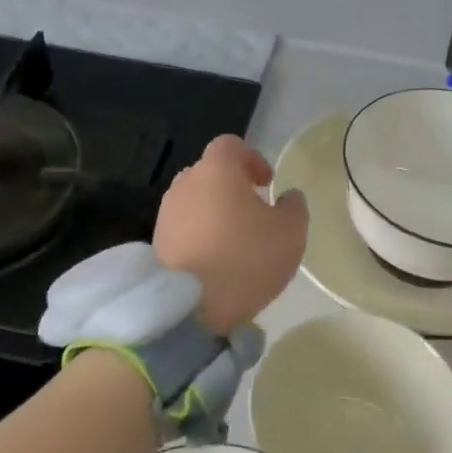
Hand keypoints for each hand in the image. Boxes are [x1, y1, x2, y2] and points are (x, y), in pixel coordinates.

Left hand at [155, 135, 308, 336]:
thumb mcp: (290, 233)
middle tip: (253, 211)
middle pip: (209, 172)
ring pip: (194, 201)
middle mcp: (185, 184)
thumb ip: (294, 207)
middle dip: (231, 186)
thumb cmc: (247, 259)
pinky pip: (184, 228)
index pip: (231, 145)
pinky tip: (215, 260)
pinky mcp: (157, 243)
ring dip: (214, 212)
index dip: (252, 158)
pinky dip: (200, 235)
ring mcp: (166, 214)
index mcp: (217, 170)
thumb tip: (288, 196)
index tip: (267, 183)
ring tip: (235, 240)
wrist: (192, 307)